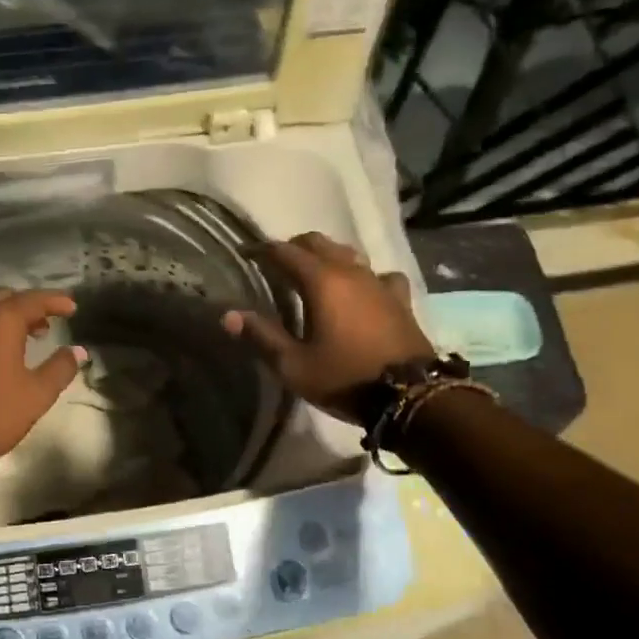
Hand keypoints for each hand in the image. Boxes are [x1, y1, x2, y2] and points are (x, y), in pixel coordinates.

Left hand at [0, 289, 88, 480]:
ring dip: (1, 320)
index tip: (72, 307)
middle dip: (27, 307)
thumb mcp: (37, 395)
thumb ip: (60, 368)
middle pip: (3, 299)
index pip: (32, 299)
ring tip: (20, 341)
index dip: (55, 300)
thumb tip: (77, 351)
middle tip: (46, 325)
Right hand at [221, 232, 435, 423]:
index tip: (245, 254)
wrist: (410, 396)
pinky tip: (362, 291)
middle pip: (318, 243)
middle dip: (293, 248)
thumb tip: (228, 315)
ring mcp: (379, 283)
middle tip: (275, 264)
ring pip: (348, 254)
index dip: (262, 250)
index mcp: (321, 282)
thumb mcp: (294, 365)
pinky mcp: (399, 299)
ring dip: (327, 257)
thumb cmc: (344, 378)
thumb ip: (261, 335)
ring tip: (313, 274)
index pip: (285, 252)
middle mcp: (351, 272)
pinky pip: (378, 275)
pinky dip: (363, 277)